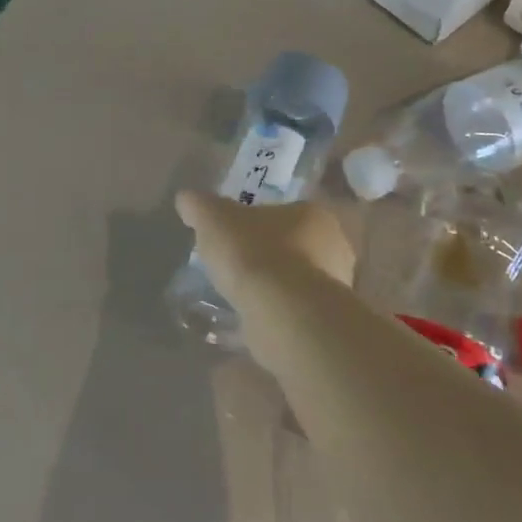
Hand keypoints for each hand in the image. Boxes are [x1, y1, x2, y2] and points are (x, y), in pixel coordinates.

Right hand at [175, 193, 356, 352]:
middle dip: (269, 254)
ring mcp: (335, 289)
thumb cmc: (254, 253)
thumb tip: (185, 199)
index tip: (237, 234)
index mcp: (315, 215)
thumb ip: (199, 206)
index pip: (287, 211)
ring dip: (274, 286)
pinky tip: (251, 319)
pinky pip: (295, 311)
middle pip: (295, 245)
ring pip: (297, 280)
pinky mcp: (326, 322)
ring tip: (240, 294)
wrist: (283, 314)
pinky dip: (276, 313)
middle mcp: (336, 248)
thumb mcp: (213, 219)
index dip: (261, 221)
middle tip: (237, 263)